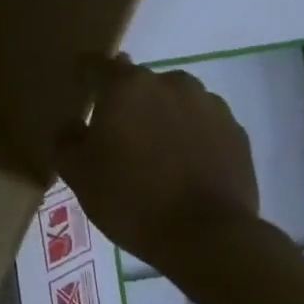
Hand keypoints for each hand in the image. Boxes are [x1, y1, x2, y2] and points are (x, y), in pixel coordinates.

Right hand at [54, 55, 260, 273]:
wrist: (209, 239)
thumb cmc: (131, 199)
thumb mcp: (77, 172)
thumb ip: (66, 138)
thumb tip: (74, 124)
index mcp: (126, 85)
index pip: (95, 65)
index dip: (84, 77)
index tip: (79, 95)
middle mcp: (169, 82)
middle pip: (137, 82)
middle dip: (124, 101)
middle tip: (116, 136)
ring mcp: (208, 105)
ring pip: (173, 99)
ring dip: (160, 115)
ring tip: (155, 152)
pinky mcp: (237, 131)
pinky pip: (202, 122)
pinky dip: (190, 134)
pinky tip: (184, 165)